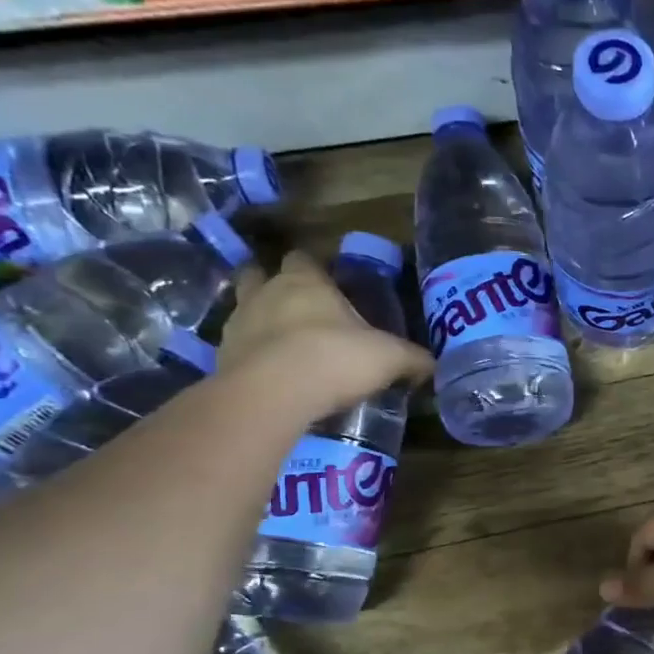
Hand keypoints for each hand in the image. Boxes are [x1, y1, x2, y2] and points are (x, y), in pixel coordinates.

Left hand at [218, 252, 433, 413]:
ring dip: (259, 320)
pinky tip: (270, 375)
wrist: (273, 395)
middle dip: (273, 284)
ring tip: (283, 343)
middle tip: (297, 306)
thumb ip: (412, 359)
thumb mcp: (389, 358)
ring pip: (243, 309)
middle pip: (258, 274)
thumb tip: (432, 364)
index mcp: (306, 282)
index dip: (314, 268)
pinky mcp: (221, 357)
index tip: (328, 283)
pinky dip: (251, 356)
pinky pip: (236, 348)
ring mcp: (237, 324)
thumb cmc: (335, 358)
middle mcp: (266, 293)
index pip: (304, 258)